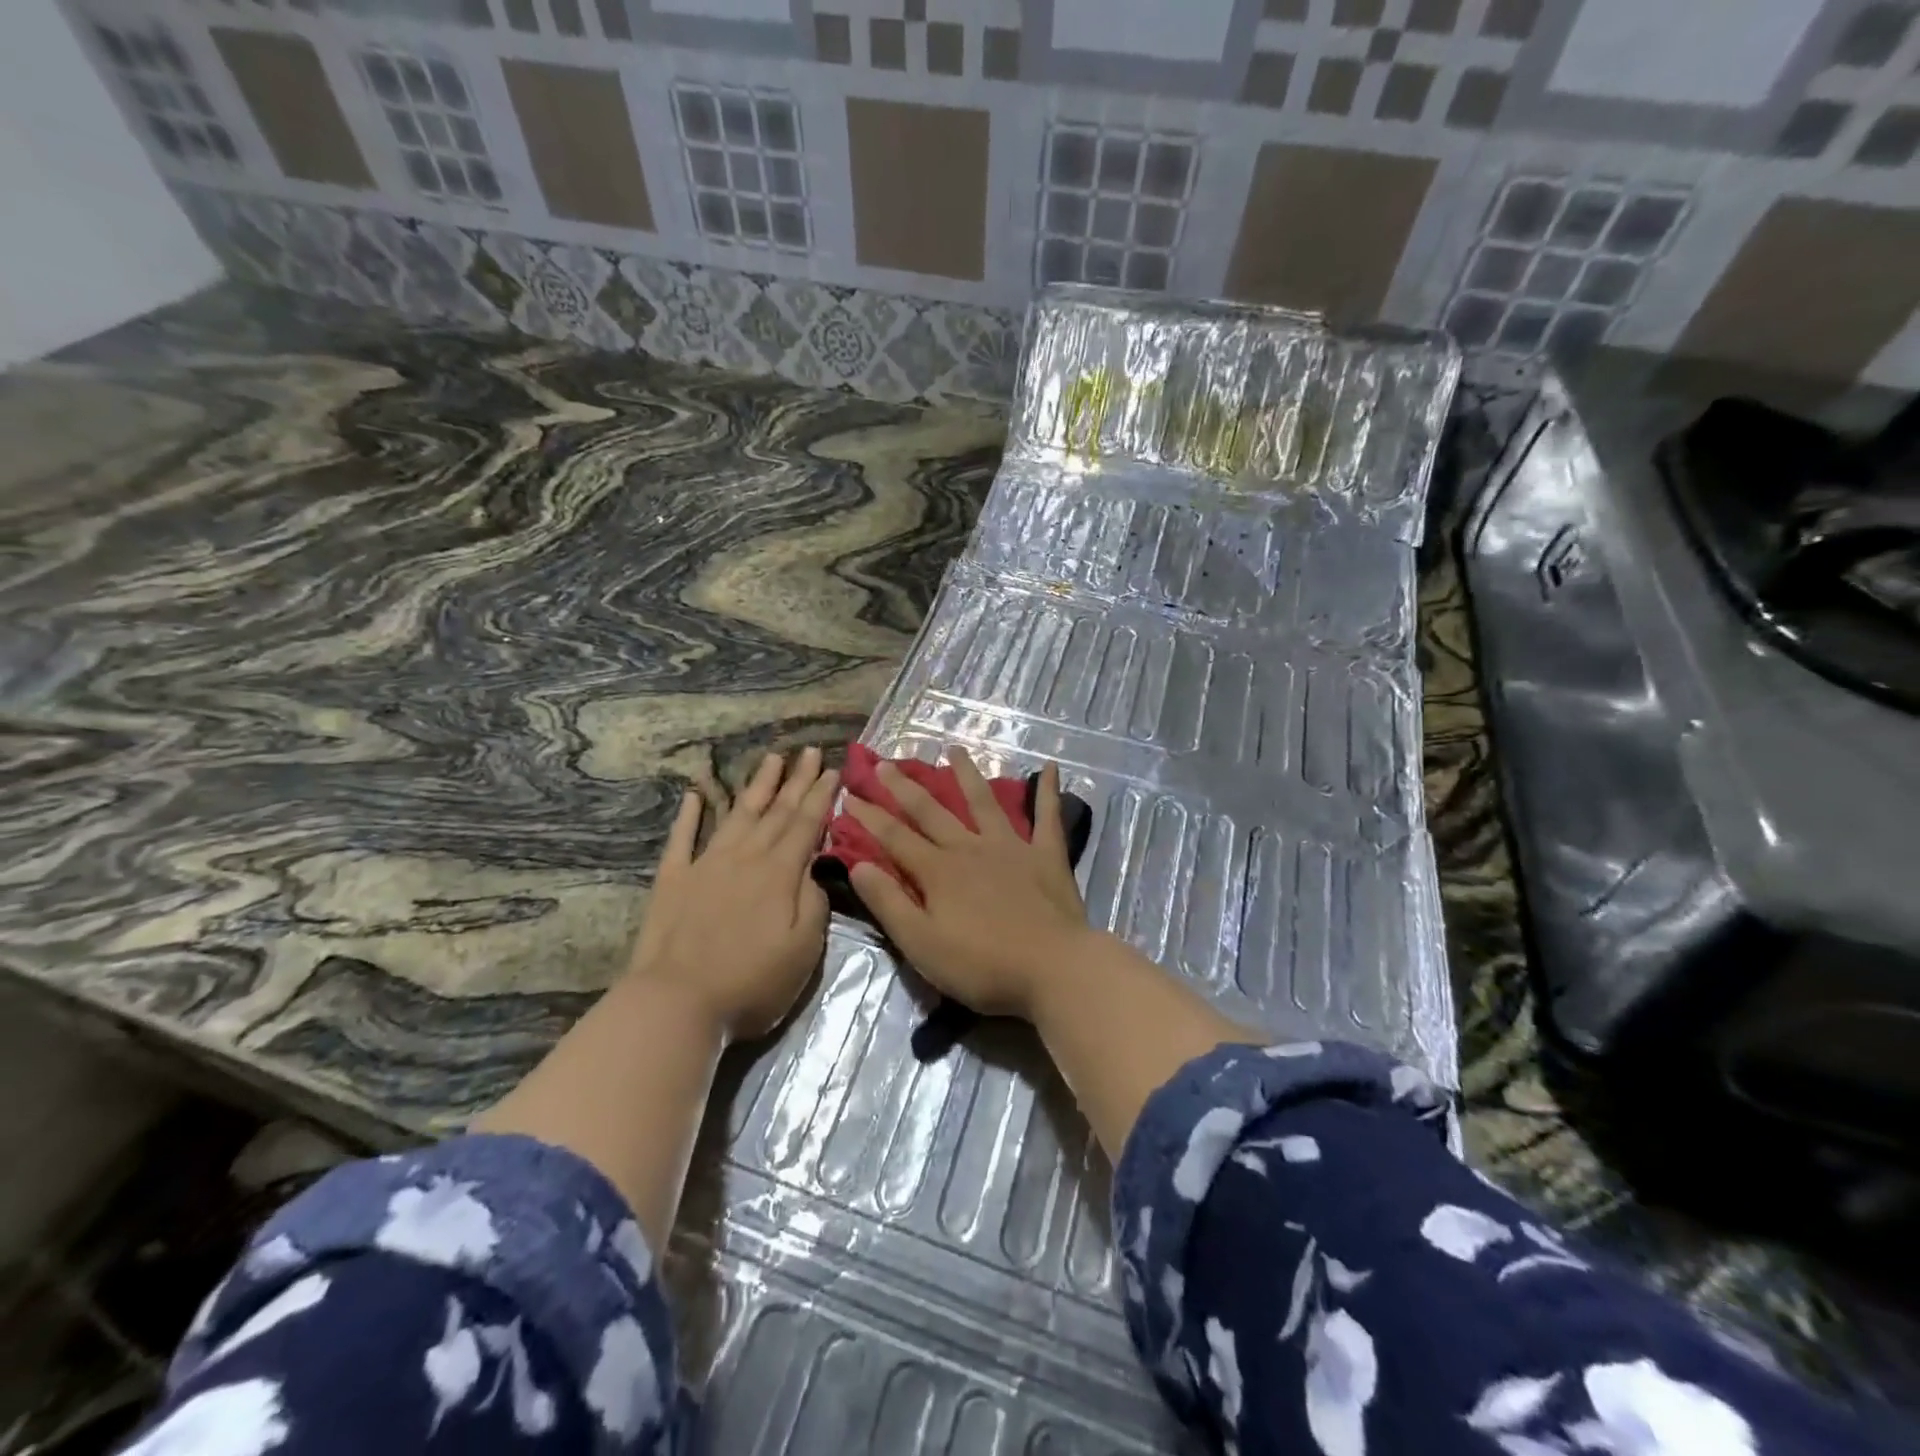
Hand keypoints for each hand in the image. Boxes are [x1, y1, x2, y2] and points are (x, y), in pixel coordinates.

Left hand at [628, 747, 838, 1042]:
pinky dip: (690, 814)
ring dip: (756, 785)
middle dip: (796, 780)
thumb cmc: (750, 983)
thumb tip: (813, 867)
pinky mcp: (673, 880)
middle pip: (776, 811)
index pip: (806, 824)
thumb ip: (814, 903)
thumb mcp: (803, 950)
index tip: (832, 769)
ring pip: (737, 814)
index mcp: (780, 873)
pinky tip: (695, 794)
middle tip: (808, 750)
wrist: (676, 1003)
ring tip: (771, 759)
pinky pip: (683, 838)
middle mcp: (745, 857)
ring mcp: (706, 864)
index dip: (821, 796)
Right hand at [845, 750, 1090, 1020]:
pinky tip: (1049, 767)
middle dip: (904, 787)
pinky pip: (1047, 817)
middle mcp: (970, 848)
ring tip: (955, 750)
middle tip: (885, 763)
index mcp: (938, 871)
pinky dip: (1048, 791)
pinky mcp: (1046, 855)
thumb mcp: (921, 943)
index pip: (894, 837)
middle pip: (932, 812)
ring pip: (984, 802)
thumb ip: (888, 902)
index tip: (849, 795)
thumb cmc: (982, 965)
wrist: (1053, 967)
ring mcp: (1011, 847)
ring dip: (967, 774)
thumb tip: (857, 864)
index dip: (869, 817)